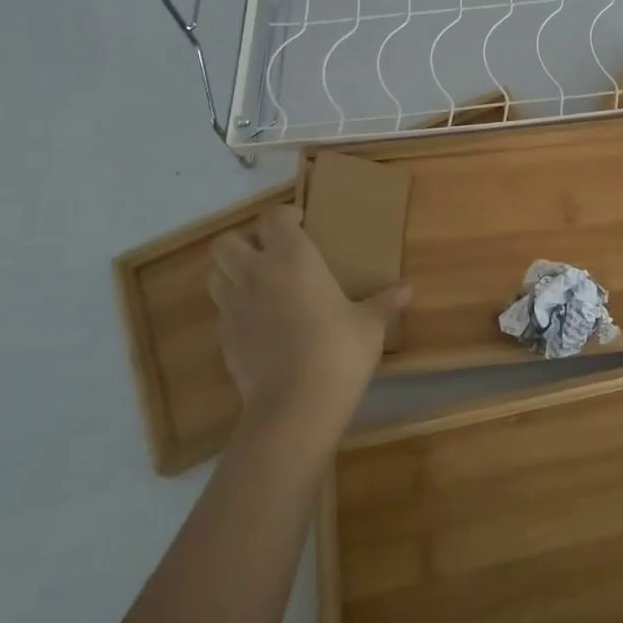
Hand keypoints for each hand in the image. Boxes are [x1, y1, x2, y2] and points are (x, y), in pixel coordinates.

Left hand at [205, 205, 411, 434]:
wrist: (295, 406)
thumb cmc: (338, 350)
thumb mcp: (369, 324)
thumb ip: (383, 303)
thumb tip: (408, 290)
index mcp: (291, 259)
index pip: (272, 219)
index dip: (284, 216)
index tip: (301, 222)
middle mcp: (256, 274)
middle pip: (227, 242)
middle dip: (245, 240)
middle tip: (271, 250)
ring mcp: (233, 308)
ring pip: (214, 273)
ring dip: (231, 269)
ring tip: (258, 279)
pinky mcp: (224, 339)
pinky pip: (221, 309)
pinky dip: (234, 304)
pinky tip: (259, 318)